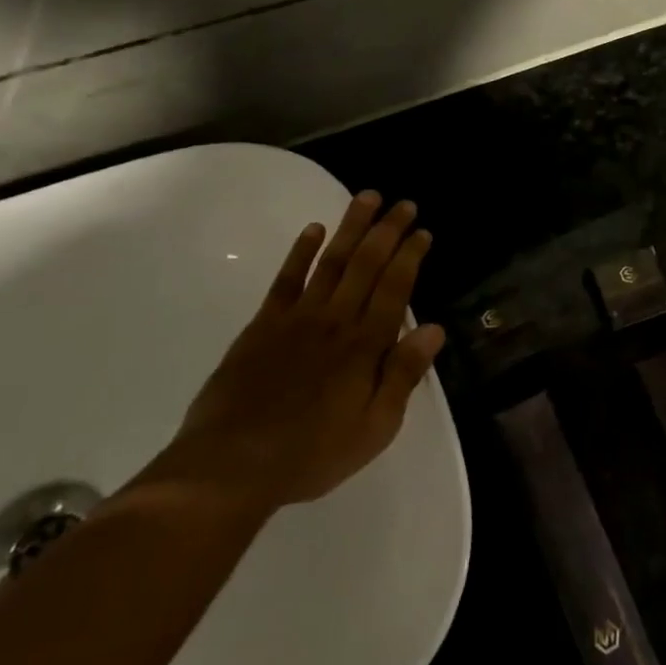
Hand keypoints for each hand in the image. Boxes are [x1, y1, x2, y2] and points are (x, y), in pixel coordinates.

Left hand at [150, 192, 446, 514]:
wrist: (230, 466)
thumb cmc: (312, 453)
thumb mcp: (374, 428)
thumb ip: (403, 375)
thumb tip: (435, 329)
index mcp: (366, 346)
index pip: (395, 288)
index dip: (411, 256)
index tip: (423, 231)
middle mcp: (336, 321)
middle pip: (367, 264)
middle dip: (388, 231)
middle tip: (404, 203)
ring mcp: (297, 319)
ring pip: (332, 261)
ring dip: (351, 227)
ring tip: (367, 198)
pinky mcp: (263, 326)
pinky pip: (286, 280)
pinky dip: (301, 252)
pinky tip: (313, 230)